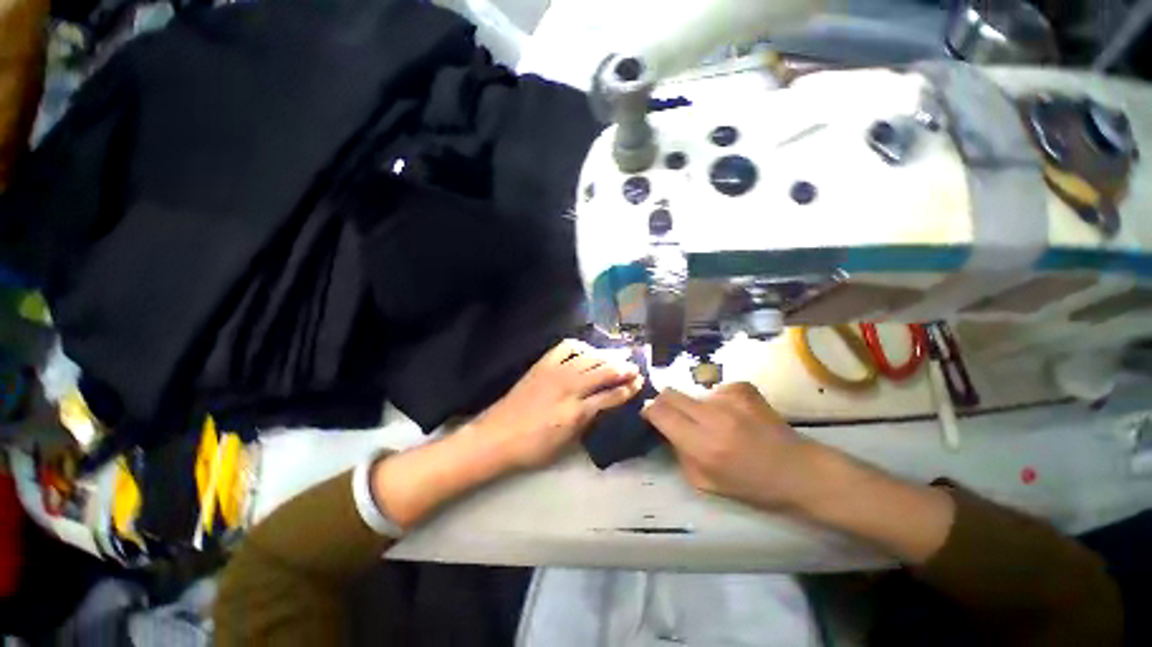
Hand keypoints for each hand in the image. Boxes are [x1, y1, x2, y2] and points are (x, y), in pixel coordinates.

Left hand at [474, 339, 644, 469]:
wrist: (496, 436)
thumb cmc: (532, 447)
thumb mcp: (566, 443)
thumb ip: (587, 420)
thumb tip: (603, 405)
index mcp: (576, 411)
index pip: (610, 395)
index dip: (627, 389)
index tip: (639, 383)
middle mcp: (569, 386)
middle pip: (603, 371)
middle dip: (623, 368)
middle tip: (635, 367)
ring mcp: (555, 371)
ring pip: (589, 357)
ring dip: (606, 356)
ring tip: (617, 357)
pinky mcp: (543, 364)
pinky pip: (565, 348)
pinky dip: (580, 346)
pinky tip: (586, 350)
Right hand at [641, 382, 820, 510]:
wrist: (800, 471)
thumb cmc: (753, 485)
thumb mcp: (706, 483)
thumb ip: (679, 453)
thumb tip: (665, 429)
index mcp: (703, 444)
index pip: (659, 412)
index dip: (649, 411)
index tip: (649, 416)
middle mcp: (713, 415)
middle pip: (670, 393)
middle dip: (664, 403)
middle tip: (673, 416)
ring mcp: (730, 397)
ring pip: (692, 392)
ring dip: (694, 405)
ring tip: (714, 421)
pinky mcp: (743, 388)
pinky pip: (715, 389)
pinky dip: (716, 401)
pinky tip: (734, 415)